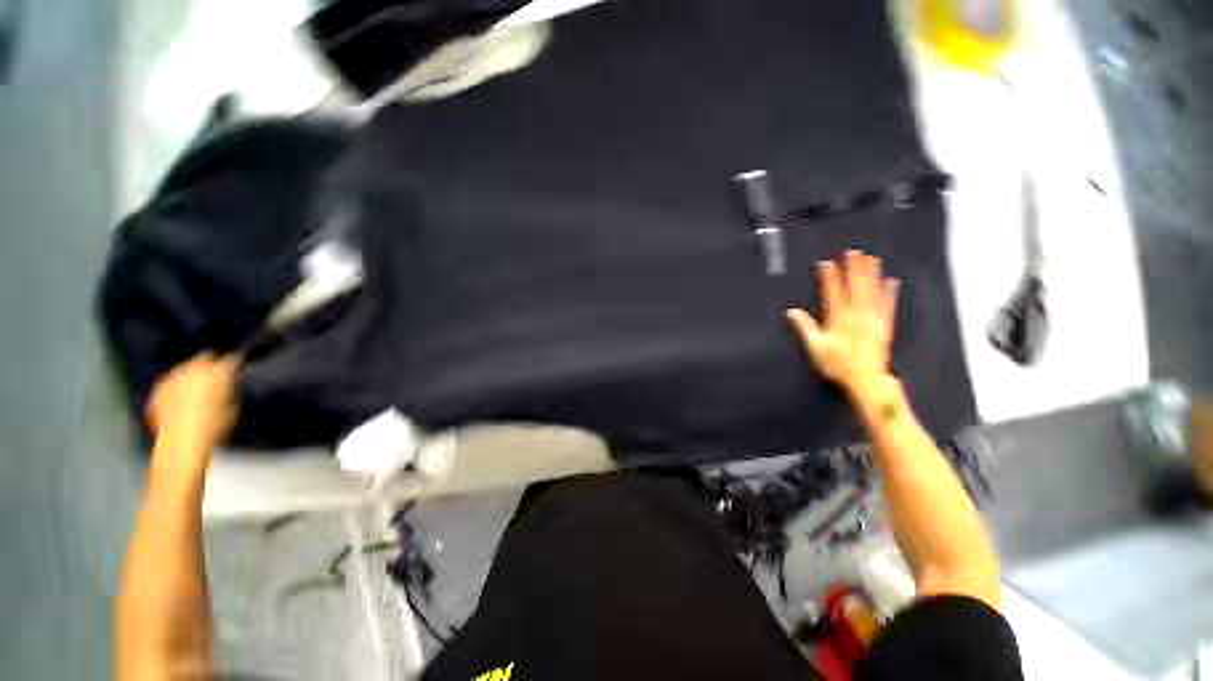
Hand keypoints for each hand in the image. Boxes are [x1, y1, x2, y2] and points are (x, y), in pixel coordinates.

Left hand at [146, 353, 240, 453]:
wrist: (181, 443)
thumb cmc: (214, 427)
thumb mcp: (233, 408)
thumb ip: (230, 392)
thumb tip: (229, 388)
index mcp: (219, 373)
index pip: (231, 360)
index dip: (235, 364)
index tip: (237, 369)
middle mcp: (195, 370)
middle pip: (204, 358)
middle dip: (209, 363)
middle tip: (214, 374)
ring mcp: (174, 378)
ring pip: (185, 368)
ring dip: (190, 374)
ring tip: (195, 386)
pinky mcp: (158, 390)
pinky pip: (169, 383)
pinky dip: (175, 387)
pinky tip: (178, 398)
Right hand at [786, 250, 899, 396]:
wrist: (866, 378)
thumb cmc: (838, 364)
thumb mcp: (816, 347)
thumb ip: (805, 327)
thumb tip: (792, 311)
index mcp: (839, 318)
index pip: (833, 292)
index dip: (829, 277)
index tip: (826, 262)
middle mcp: (857, 314)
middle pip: (855, 287)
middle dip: (854, 268)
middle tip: (853, 251)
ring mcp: (873, 318)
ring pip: (872, 291)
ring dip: (872, 274)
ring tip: (872, 258)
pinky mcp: (884, 325)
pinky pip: (888, 305)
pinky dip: (890, 292)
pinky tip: (891, 281)